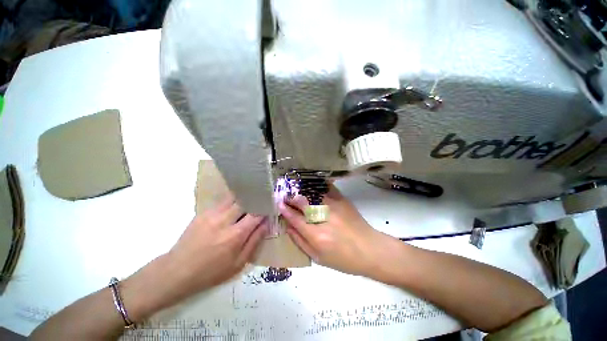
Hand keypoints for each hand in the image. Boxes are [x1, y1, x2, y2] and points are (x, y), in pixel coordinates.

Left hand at [163, 196, 267, 298]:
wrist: (176, 272)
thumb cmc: (211, 272)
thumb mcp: (238, 263)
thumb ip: (255, 241)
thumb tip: (266, 224)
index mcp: (236, 234)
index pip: (257, 213)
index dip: (265, 208)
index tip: (269, 207)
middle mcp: (225, 220)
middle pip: (245, 200)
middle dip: (254, 200)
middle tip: (259, 202)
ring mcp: (212, 214)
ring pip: (233, 197)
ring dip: (243, 199)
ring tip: (247, 203)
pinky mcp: (203, 213)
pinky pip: (222, 202)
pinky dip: (231, 202)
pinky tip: (232, 209)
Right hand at [280, 186, 396, 277]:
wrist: (370, 249)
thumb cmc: (344, 259)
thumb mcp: (319, 258)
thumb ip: (300, 242)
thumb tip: (288, 227)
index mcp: (317, 235)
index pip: (295, 219)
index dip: (285, 210)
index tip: (279, 204)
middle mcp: (324, 218)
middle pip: (302, 203)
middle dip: (291, 198)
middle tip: (285, 196)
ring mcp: (334, 206)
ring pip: (312, 193)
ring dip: (301, 190)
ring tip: (294, 189)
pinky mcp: (342, 200)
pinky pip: (326, 188)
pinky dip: (316, 186)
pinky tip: (311, 185)